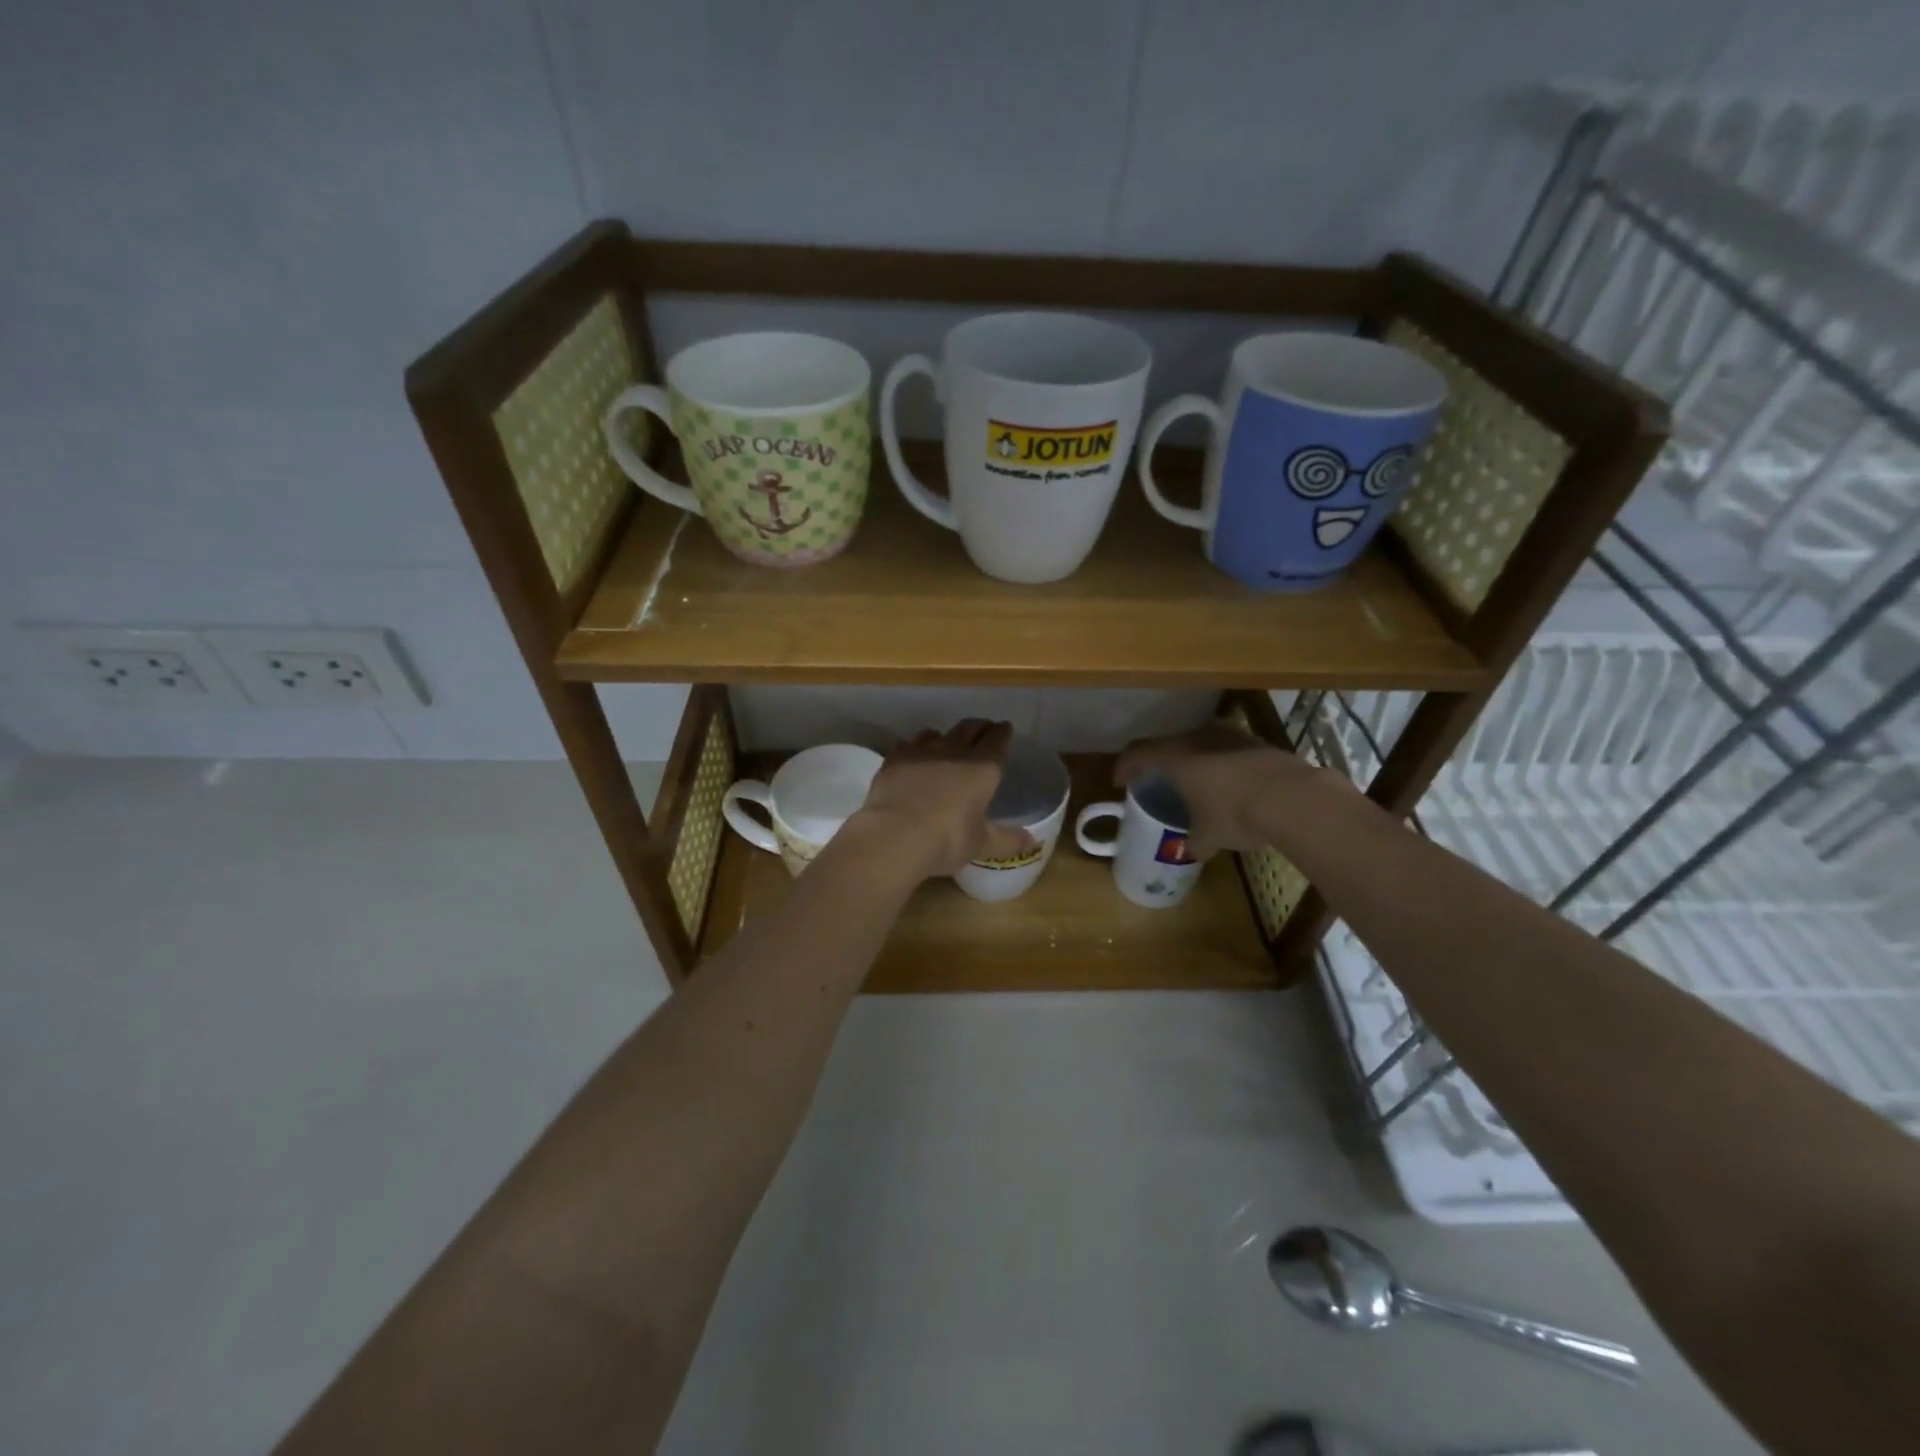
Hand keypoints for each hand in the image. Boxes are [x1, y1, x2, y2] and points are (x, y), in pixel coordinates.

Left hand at [854, 719, 1032, 877]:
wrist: (895, 834)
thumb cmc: (948, 839)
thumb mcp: (981, 844)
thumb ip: (1006, 839)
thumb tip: (1031, 841)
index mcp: (983, 767)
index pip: (998, 739)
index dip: (1002, 732)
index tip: (1005, 728)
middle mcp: (954, 750)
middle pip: (969, 727)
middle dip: (979, 727)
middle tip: (983, 729)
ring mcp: (921, 751)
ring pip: (936, 732)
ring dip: (944, 736)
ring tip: (945, 744)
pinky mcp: (894, 758)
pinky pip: (907, 745)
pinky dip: (913, 749)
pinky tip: (912, 758)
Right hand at [1115, 720, 1331, 857]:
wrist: (1294, 798)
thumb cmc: (1235, 814)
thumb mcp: (1208, 837)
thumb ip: (1194, 842)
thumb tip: (1190, 850)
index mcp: (1174, 758)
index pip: (1137, 753)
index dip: (1124, 766)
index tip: (1120, 781)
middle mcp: (1197, 739)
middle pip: (1167, 744)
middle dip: (1159, 762)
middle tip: (1156, 779)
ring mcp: (1229, 736)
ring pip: (1199, 744)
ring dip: (1192, 760)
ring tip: (1194, 781)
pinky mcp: (1257, 742)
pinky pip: (1226, 750)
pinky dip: (1220, 764)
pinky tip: (1229, 784)